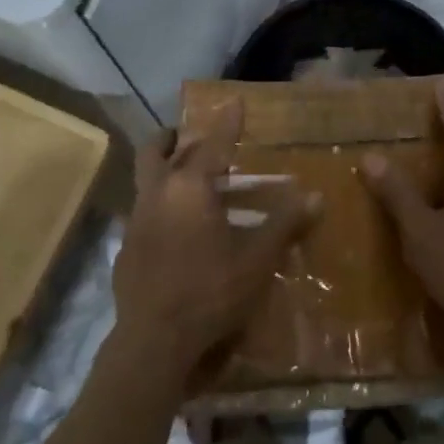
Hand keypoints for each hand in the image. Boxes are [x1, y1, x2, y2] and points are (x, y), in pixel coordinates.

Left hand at [113, 104, 319, 384]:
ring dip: (164, 168)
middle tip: (194, 136)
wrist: (154, 342)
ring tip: (188, 177)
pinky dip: (160, 204)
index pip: (212, 143)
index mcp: (189, 188)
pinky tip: (177, 227)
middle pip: (157, 150)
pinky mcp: (126, 248)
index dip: (227, 121)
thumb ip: (285, 224)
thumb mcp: (257, 259)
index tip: (235, 101)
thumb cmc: (211, 292)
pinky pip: (143, 211)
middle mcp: (157, 194)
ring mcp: (136, 220)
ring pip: (146, 178)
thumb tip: (316, 196)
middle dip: (176, 137)